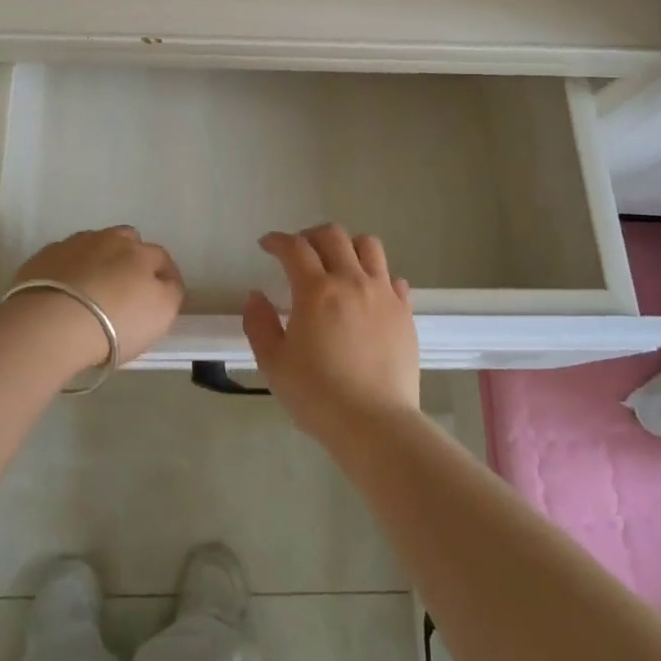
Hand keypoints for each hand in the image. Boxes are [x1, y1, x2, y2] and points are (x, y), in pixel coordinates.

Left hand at [8, 226, 184, 366]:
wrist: (51, 324)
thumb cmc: (115, 323)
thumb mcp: (161, 314)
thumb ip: (170, 292)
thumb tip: (166, 281)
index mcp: (140, 253)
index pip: (161, 257)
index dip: (165, 275)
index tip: (162, 294)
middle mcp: (108, 240)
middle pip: (126, 240)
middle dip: (130, 257)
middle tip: (125, 286)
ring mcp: (73, 245)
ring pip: (93, 245)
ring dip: (97, 261)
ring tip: (91, 289)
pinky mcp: (43, 257)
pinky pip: (63, 259)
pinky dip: (68, 271)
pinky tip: (64, 293)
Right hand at [242, 223, 419, 442]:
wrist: (375, 425)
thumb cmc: (317, 396)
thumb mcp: (274, 363)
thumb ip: (259, 324)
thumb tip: (255, 296)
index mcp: (316, 290)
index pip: (294, 248)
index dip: (277, 241)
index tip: (267, 245)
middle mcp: (352, 281)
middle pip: (333, 235)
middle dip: (310, 236)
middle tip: (299, 252)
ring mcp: (383, 294)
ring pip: (369, 246)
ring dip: (348, 246)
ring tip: (337, 264)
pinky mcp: (405, 312)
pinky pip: (393, 279)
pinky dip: (377, 277)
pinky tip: (367, 294)